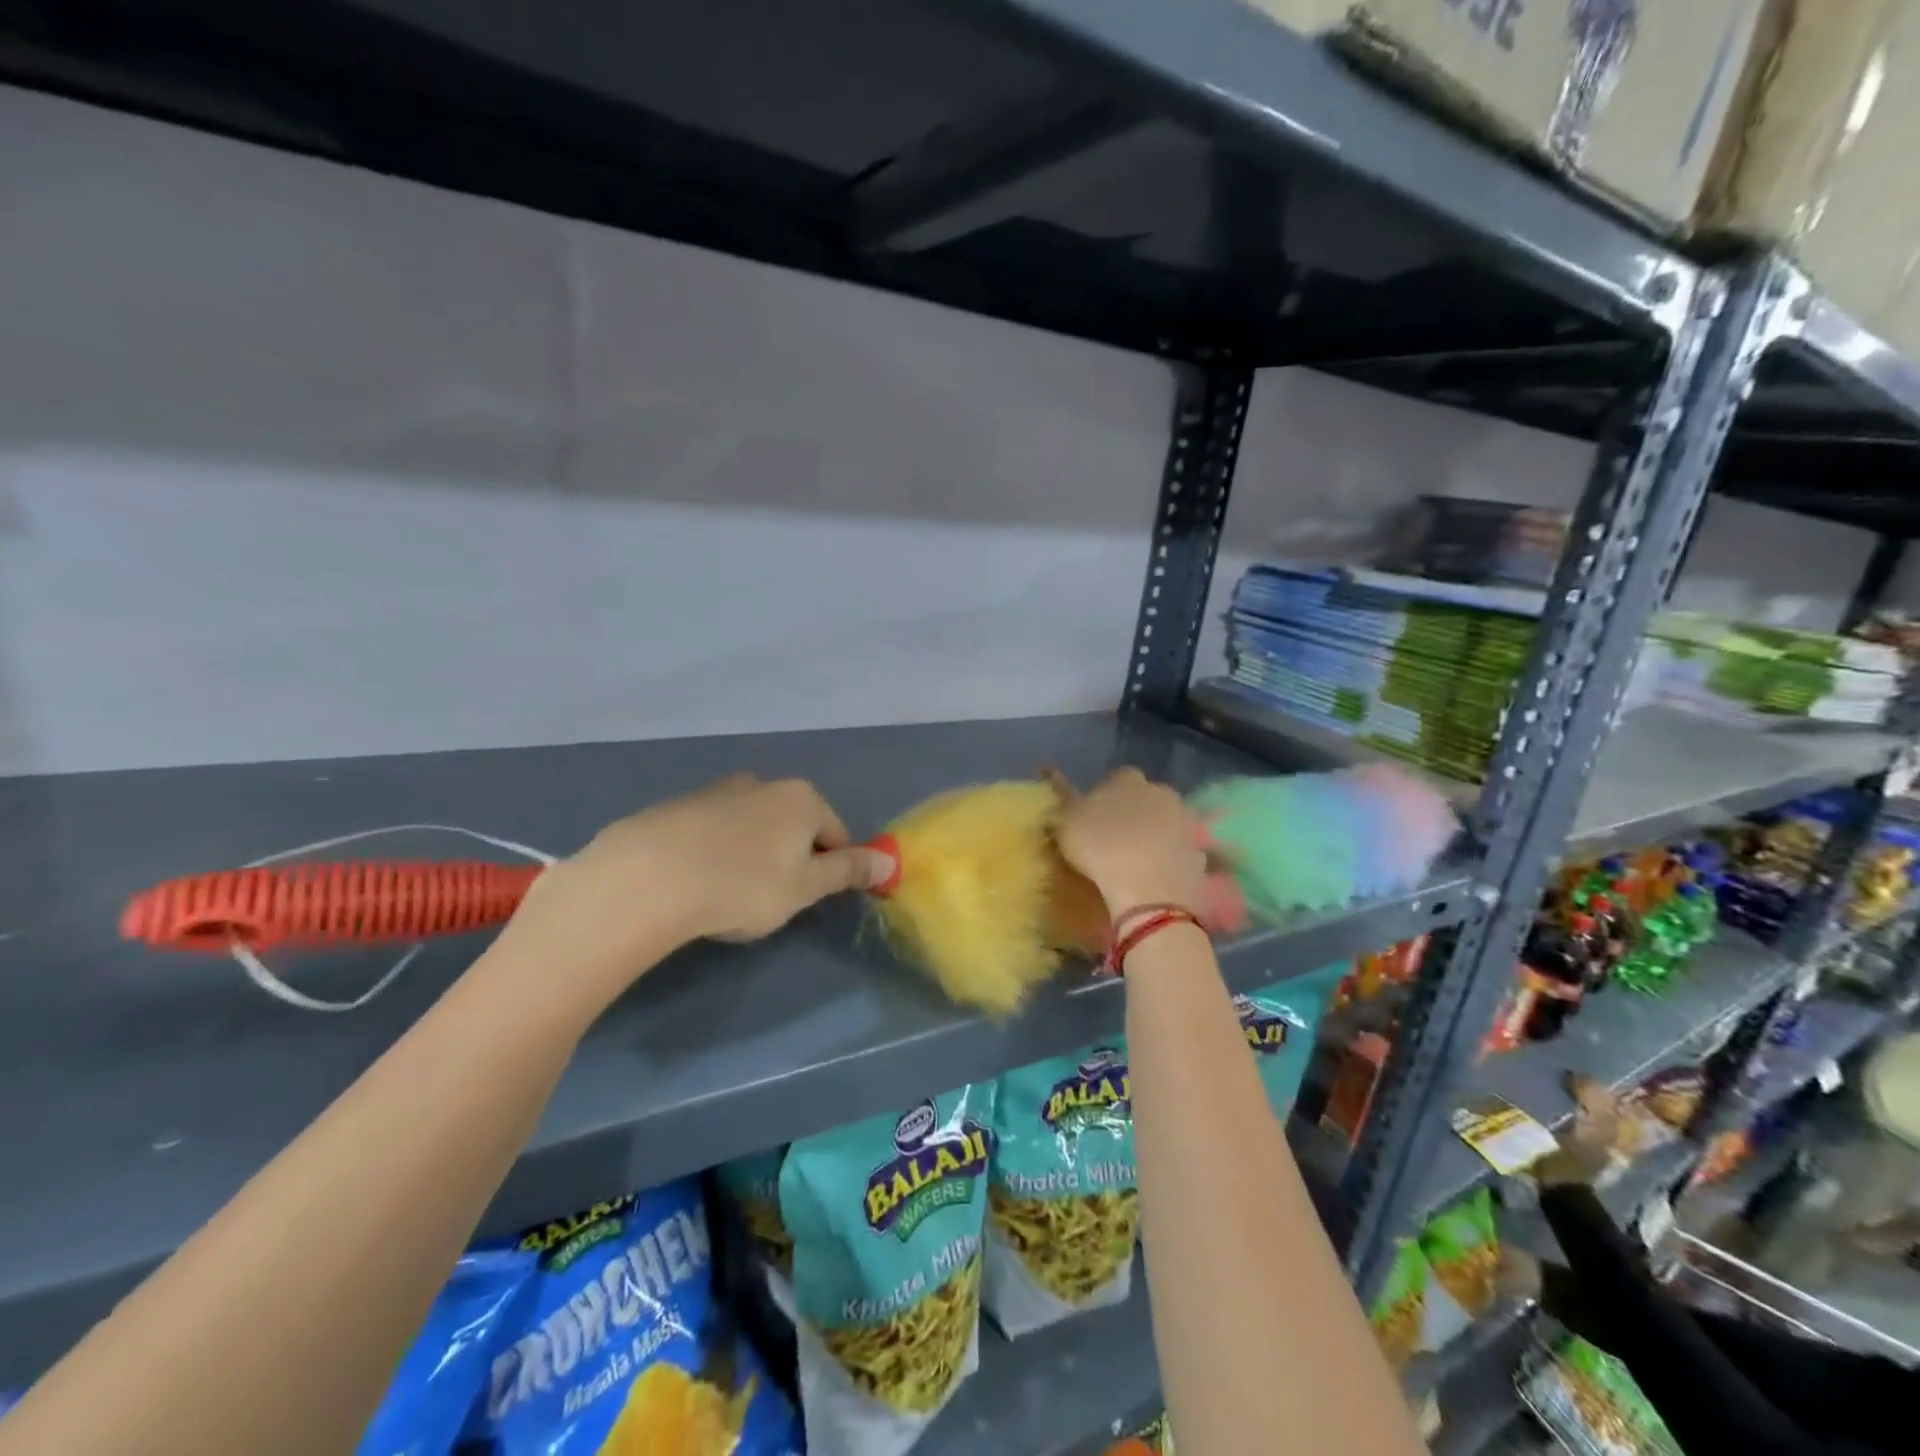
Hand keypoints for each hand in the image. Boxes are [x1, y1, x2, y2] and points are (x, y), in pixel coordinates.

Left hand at [498, 774, 891, 992]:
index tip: (808, 900)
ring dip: (751, 854)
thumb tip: (890, 860)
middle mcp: (763, 784)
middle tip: (770, 899)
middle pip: (793, 825)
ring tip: (728, 893)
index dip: (830, 870)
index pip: (835, 834)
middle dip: (790, 859)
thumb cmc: (742, 886)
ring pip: (751, 826)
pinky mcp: (676, 806)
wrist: (647, 878)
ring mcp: (716, 790)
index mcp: (801, 798)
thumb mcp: (805, 888)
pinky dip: (714, 851)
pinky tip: (695, 882)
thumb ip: (848, 871)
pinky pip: (711, 831)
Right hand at [1053, 767, 1210, 915]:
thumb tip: (1045, 766)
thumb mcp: (1065, 821)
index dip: (1105, 794)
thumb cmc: (1100, 849)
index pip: (1117, 776)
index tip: (1093, 816)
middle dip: (1134, 811)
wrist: (1149, 892)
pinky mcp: (1199, 852)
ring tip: (1136, 859)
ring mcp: (1185, 822)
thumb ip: (1059, 793)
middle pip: (1145, 796)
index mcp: (1128, 779)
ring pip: (1166, 821)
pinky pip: (1180, 850)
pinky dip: (1170, 858)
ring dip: (1155, 833)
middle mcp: (1161, 791)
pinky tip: (1156, 875)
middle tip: (1114, 838)